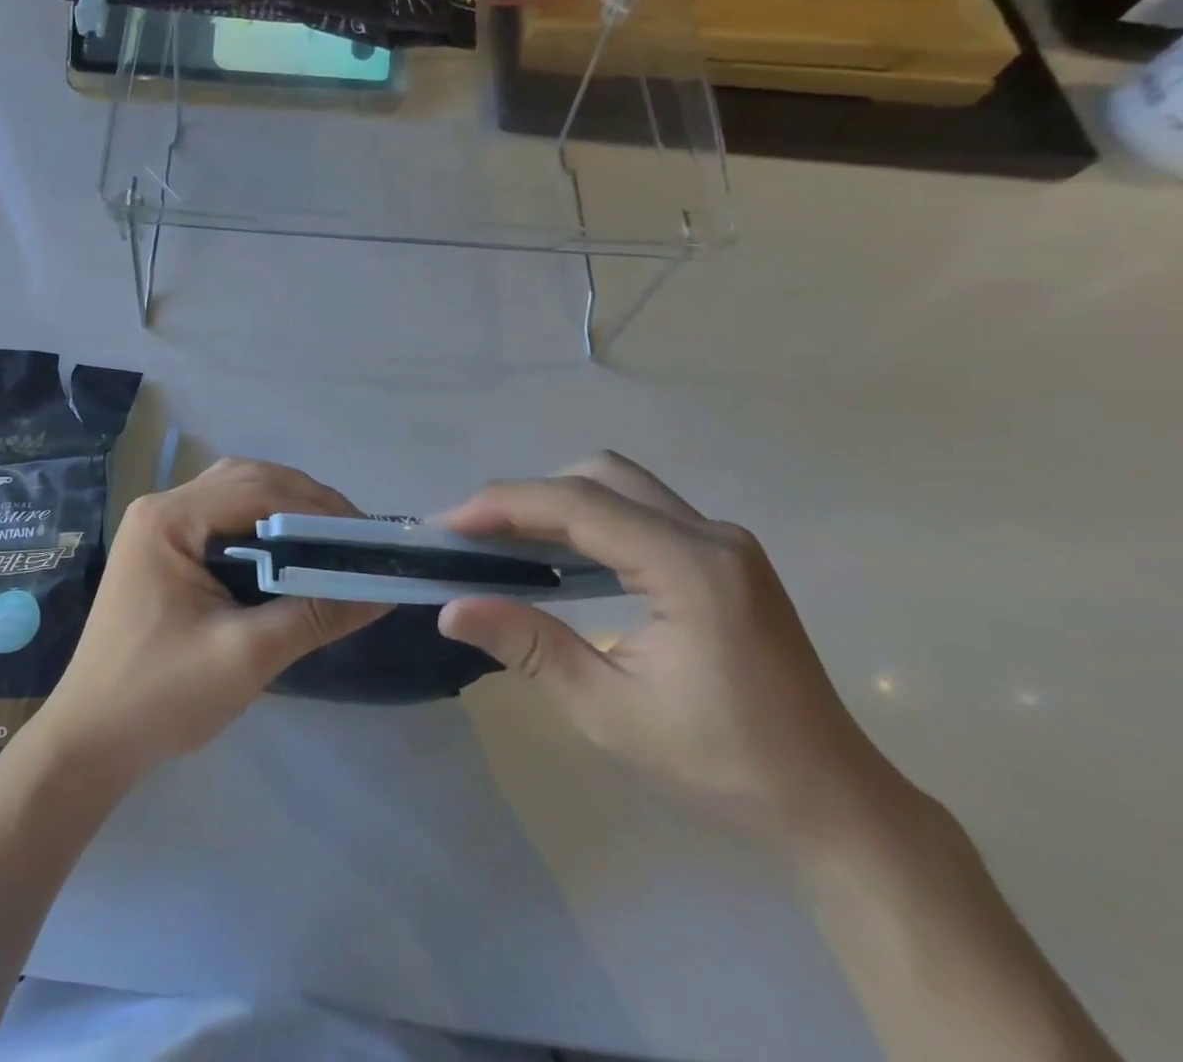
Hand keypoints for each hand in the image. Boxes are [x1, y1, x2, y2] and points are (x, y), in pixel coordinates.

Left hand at [40, 458, 388, 776]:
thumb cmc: (161, 696)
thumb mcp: (246, 656)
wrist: (91, 739)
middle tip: (355, 539)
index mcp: (169, 519)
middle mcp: (161, 508)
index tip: (368, 538)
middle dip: (306, 503)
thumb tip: (383, 591)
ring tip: (331, 542)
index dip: (318, 509)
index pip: (257, 490)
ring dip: (285, 510)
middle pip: (247, 481)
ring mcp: (159, 526)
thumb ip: (314, 616)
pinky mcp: (164, 549)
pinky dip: (262, 527)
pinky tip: (289, 554)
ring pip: (236, 494)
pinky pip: (222, 519)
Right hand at [437, 453, 908, 852]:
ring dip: (556, 502)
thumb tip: (451, 609)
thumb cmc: (724, 765)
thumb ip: (529, 647)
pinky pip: (640, 510)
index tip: (447, 525)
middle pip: (598, 477)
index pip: (578, 504)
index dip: (504, 505)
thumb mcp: (611, 712)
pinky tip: (559, 557)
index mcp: (690, 567)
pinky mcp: (723, 556)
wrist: (834, 804)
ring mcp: (723, 542)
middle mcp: (710, 536)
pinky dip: (588, 518)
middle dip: (527, 497)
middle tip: (475, 537)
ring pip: (619, 485)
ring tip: (505, 542)